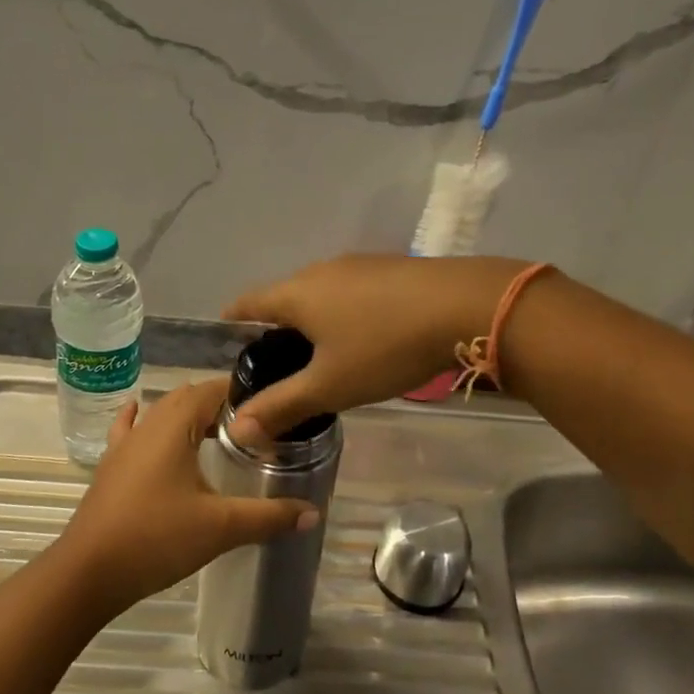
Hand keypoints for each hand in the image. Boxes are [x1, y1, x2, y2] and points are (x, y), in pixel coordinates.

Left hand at [51, 377, 316, 617]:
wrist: (87, 573)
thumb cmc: (156, 538)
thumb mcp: (220, 527)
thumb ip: (268, 517)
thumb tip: (313, 514)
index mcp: (173, 425)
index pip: (213, 389)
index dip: (243, 393)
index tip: (272, 408)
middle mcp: (148, 424)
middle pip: (188, 398)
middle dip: (221, 405)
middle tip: (255, 427)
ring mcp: (124, 445)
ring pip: (162, 414)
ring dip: (189, 416)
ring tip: (219, 432)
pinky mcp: (111, 467)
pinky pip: (131, 431)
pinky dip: (144, 420)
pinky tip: (140, 413)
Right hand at [221, 253, 527, 442]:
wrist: (466, 305)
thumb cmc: (386, 346)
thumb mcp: (331, 385)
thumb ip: (282, 406)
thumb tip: (237, 429)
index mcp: (296, 294)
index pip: (247, 303)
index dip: (232, 322)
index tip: (227, 344)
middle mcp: (321, 270)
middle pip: (284, 297)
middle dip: (275, 327)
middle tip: (276, 366)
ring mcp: (359, 265)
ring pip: (320, 293)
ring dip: (313, 320)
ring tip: (319, 355)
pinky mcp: (390, 269)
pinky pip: (351, 291)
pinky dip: (343, 313)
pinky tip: (363, 337)